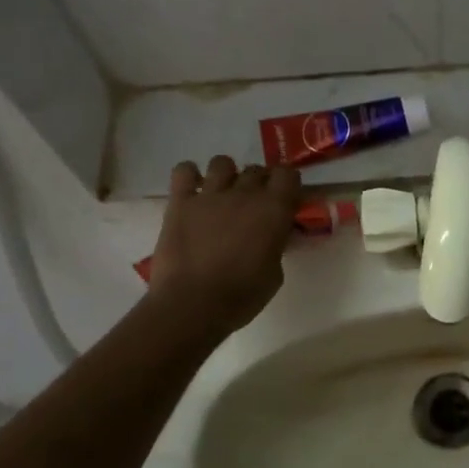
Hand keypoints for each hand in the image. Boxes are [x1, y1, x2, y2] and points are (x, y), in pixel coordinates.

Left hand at [147, 156, 300, 338]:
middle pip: (257, 170)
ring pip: (222, 162)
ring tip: (222, 194)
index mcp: (274, 210)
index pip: (288, 174)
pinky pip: (184, 171)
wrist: (193, 305)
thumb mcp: (274, 273)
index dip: (287, 184)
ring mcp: (210, 195)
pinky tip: (193, 190)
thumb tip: (272, 237)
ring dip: (226, 175)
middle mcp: (245, 194)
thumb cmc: (242, 296)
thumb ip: (275, 246)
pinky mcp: (181, 202)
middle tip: (253, 205)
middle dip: (258, 183)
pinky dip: (189, 175)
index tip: (284, 199)